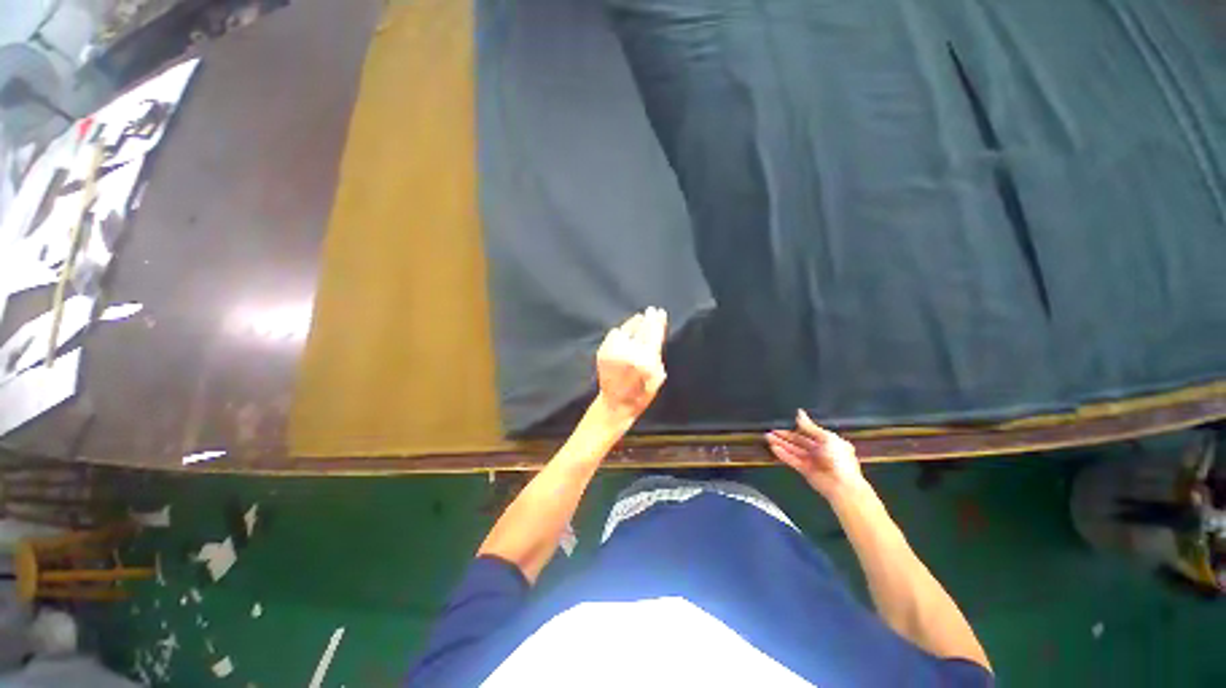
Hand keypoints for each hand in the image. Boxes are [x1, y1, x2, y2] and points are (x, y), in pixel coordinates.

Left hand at [595, 307, 667, 421]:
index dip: (657, 321)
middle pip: (641, 329)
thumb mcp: (657, 376)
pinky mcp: (603, 351)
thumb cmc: (641, 392)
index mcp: (645, 360)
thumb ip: (657, 353)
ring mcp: (613, 351)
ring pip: (626, 329)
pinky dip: (622, 333)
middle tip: (651, 310)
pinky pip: (614, 334)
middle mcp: (629, 353)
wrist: (616, 403)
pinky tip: (626, 334)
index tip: (659, 311)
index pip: (653, 334)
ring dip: (634, 324)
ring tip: (640, 320)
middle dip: (647, 319)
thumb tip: (658, 330)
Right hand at [766, 410, 864, 497]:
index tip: (783, 422)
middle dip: (785, 435)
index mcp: (829, 441)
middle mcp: (820, 450)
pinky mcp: (805, 470)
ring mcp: (812, 461)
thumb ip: (810, 427)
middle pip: (798, 440)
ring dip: (781, 443)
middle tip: (771, 430)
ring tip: (768, 437)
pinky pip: (792, 460)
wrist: (843, 486)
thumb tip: (799, 413)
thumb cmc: (840, 459)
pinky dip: (783, 454)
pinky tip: (773, 448)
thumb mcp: (827, 438)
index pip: (809, 431)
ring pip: (793, 449)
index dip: (796, 427)